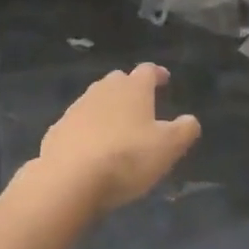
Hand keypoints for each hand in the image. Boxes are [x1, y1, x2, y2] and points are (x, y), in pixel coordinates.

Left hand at [36, 64, 200, 214]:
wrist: (69, 178)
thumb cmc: (127, 157)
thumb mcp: (168, 147)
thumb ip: (184, 130)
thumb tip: (190, 120)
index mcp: (133, 88)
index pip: (148, 71)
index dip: (158, 74)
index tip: (164, 79)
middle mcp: (103, 90)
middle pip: (118, 81)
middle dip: (130, 89)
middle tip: (140, 103)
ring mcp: (76, 108)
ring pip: (96, 100)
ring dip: (107, 109)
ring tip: (117, 127)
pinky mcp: (57, 129)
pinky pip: (78, 123)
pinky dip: (87, 129)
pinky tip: (91, 147)